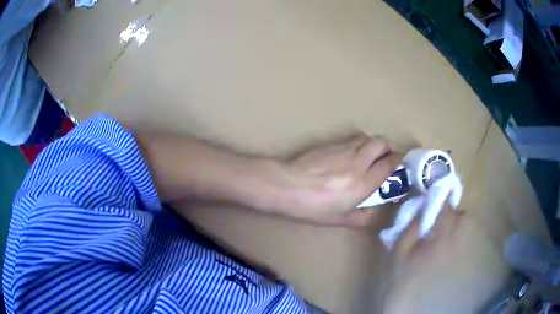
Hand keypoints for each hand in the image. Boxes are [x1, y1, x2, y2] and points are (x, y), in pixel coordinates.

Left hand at [280, 134, 400, 225]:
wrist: (286, 186)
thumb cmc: (313, 207)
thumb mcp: (339, 219)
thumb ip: (363, 217)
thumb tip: (378, 212)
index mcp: (363, 184)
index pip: (390, 163)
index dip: (398, 161)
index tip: (399, 164)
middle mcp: (358, 163)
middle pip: (381, 144)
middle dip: (387, 149)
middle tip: (384, 159)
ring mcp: (344, 150)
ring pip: (367, 138)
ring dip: (372, 144)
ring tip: (368, 155)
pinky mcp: (331, 144)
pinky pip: (351, 139)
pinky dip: (358, 144)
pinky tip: (349, 155)